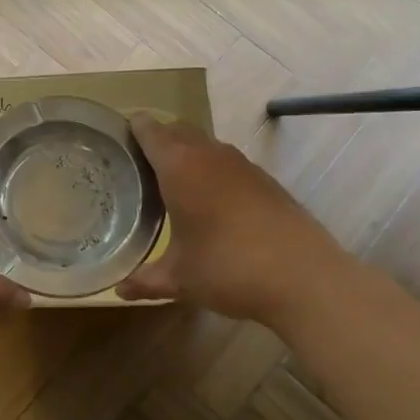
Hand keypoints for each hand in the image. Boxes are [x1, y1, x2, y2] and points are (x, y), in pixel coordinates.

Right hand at [118, 113, 340, 325]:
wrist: (304, 277)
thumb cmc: (229, 268)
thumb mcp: (180, 279)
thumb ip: (146, 280)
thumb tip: (120, 290)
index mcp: (180, 167)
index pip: (149, 130)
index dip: (132, 129)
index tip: (116, 140)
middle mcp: (210, 155)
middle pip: (177, 130)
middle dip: (157, 139)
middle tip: (138, 165)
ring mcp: (242, 164)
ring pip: (205, 145)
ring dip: (187, 154)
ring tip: (171, 183)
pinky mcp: (265, 180)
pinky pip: (227, 162)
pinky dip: (212, 171)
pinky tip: (211, 203)